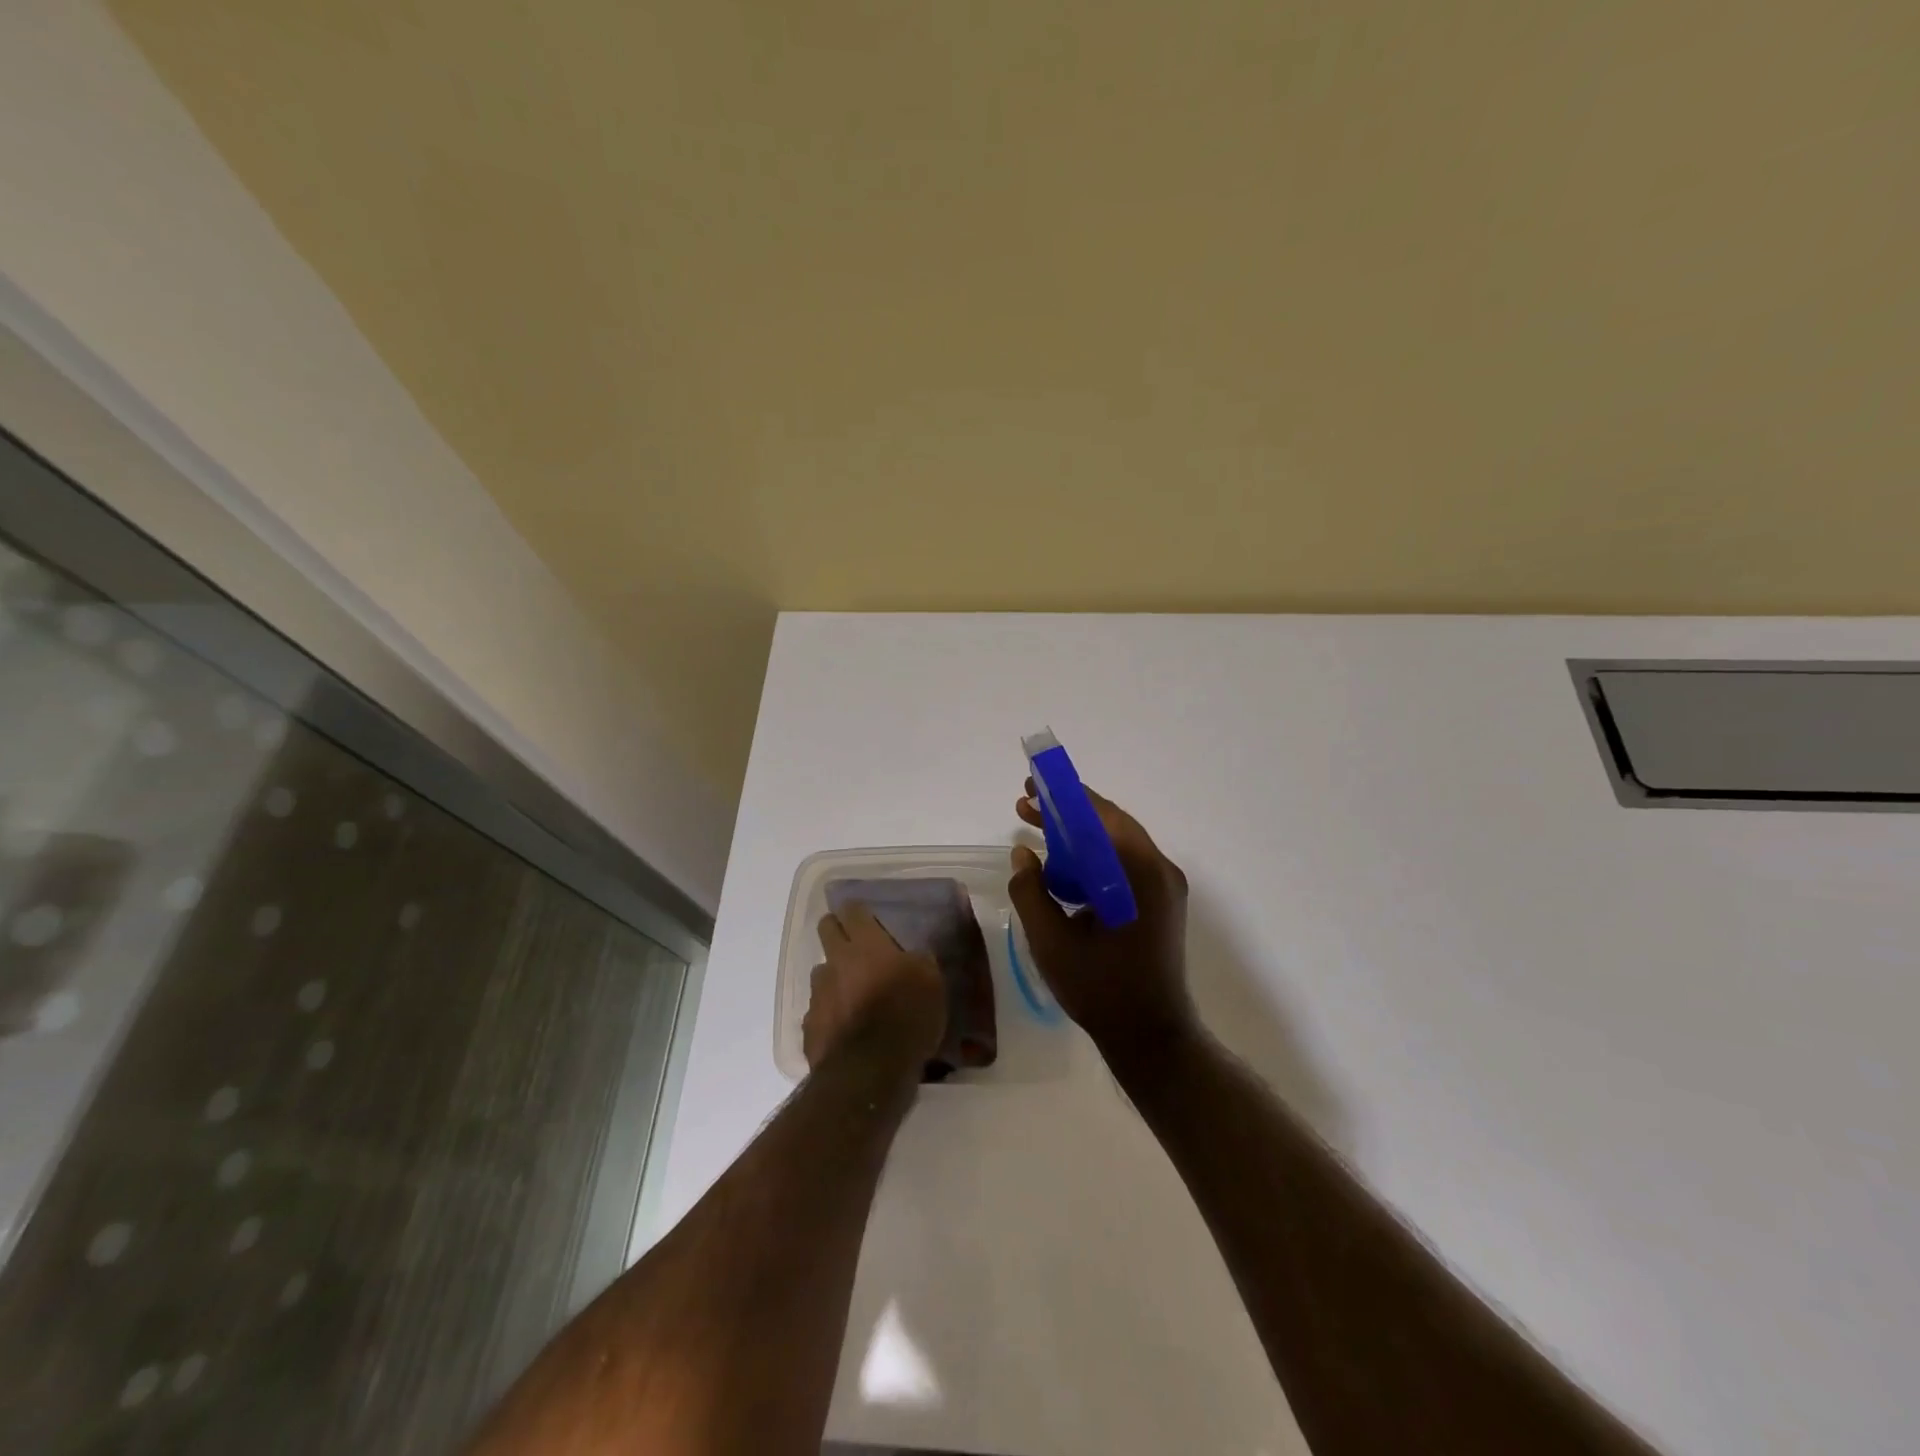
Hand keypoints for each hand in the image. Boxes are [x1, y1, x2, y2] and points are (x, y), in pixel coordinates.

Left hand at [805, 902, 946, 1074]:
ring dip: (834, 976)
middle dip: (836, 930)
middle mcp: (836, 961)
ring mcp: (818, 993)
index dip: (856, 910)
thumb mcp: (931, 982)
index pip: (852, 911)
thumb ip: (918, 962)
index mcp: (866, 945)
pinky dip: (830, 1013)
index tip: (863, 914)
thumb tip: (912, 957)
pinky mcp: (809, 1025)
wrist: (870, 1070)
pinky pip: (818, 1010)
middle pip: (826, 930)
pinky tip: (844, 1027)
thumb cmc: (907, 1016)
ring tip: (851, 993)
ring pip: (821, 972)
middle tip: (854, 943)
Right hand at [1008, 781, 1197, 1069]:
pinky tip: (1061, 868)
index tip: (1032, 785)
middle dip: (1066, 813)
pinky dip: (1093, 857)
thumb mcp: (1051, 941)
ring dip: (1078, 834)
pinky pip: (1124, 864)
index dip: (1064, 796)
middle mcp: (1160, 870)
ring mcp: (1164, 887)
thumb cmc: (1100, 989)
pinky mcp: (1160, 902)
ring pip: (1116, 843)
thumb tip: (1022, 855)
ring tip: (1035, 831)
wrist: (1151, 1037)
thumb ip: (1031, 891)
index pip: (1100, 815)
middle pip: (1109, 824)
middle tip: (1025, 805)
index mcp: (1139, 873)